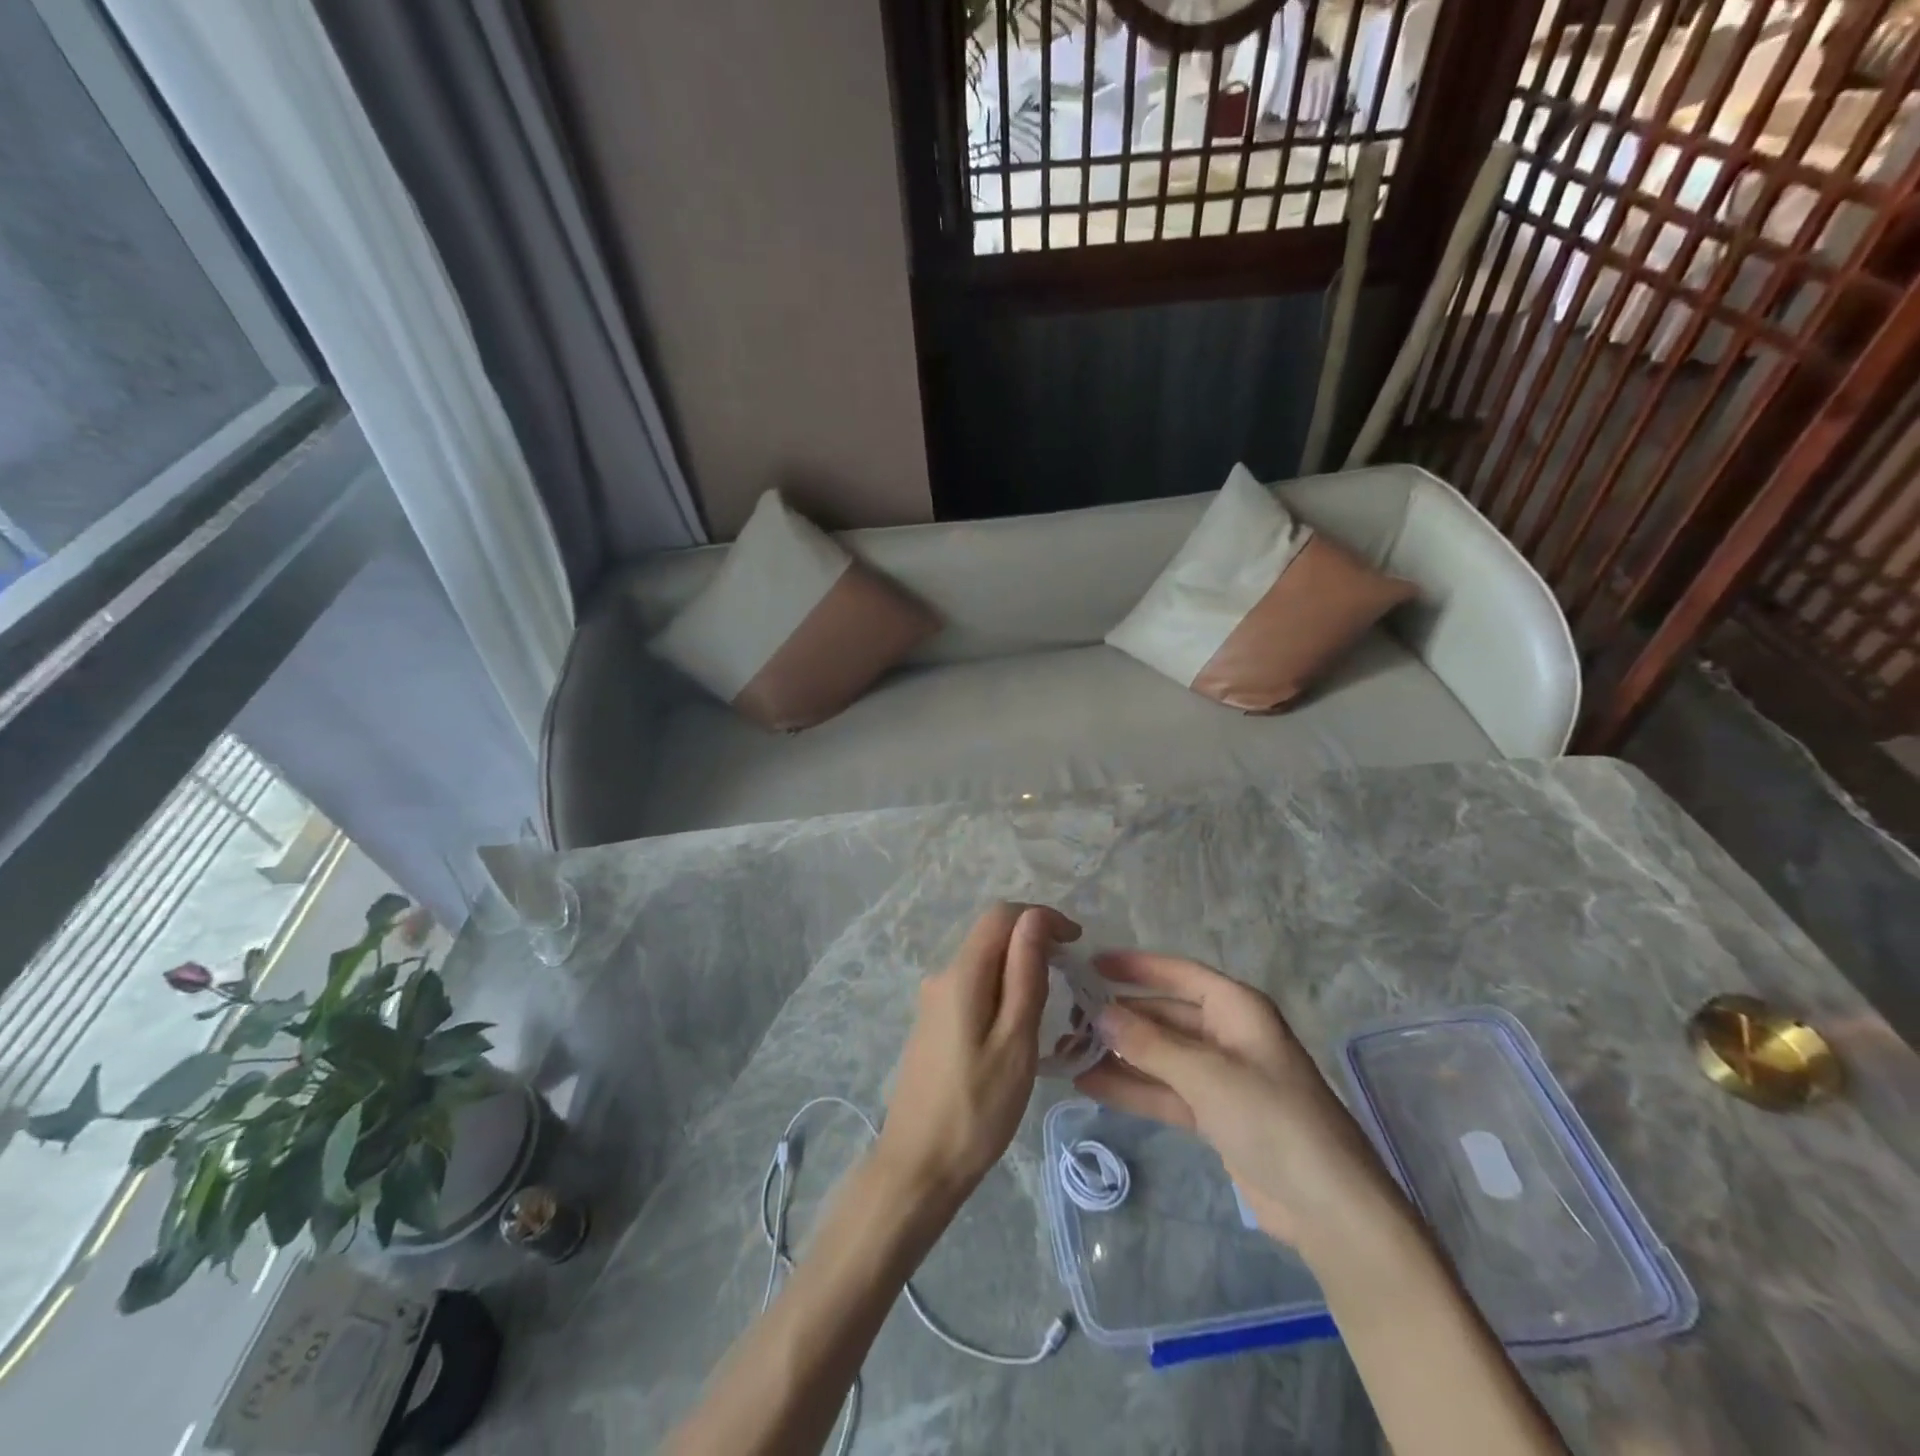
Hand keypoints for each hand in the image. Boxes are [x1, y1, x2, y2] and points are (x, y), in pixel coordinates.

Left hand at [876, 903, 1080, 1208]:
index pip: (1001, 915)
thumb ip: (1025, 975)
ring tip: (1050, 1007)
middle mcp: (941, 976)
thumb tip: (1035, 918)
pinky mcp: (933, 1024)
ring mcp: (933, 1001)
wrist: (918, 1166)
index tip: (1077, 944)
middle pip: (991, 936)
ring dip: (1019, 968)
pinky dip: (1002, 990)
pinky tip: (1018, 1027)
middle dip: (1033, 942)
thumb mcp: (1015, 1041)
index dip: (1042, 917)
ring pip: (983, 963)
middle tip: (1070, 977)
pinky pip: (973, 987)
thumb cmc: (977, 1108)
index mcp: (961, 974)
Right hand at [1074, 952, 1400, 1248]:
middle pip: (1164, 1015)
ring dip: (1119, 1054)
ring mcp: (1220, 1077)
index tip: (1091, 964)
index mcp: (1237, 1009)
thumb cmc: (1272, 1119)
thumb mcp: (1207, 1074)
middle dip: (1120, 1017)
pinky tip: (1091, 1084)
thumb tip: (1099, 1013)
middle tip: (1069, 1020)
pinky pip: (1165, 1090)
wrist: (1328, 1208)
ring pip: (1160, 1055)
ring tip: (1068, 1053)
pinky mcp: (1215, 1115)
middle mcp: (1227, 1035)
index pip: (1179, 974)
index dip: (1136, 966)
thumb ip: (1149, 1043)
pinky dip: (1132, 1087)